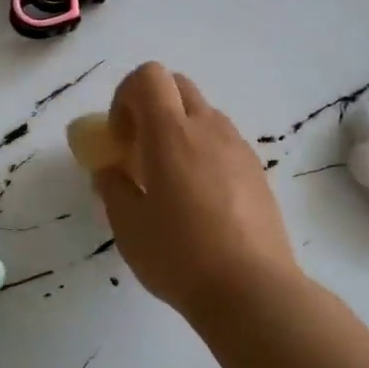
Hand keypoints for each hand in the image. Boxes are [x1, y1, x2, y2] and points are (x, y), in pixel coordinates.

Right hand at [91, 64, 301, 318]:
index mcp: (170, 133)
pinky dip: (204, 151)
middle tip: (140, 150)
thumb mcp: (127, 225)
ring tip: (170, 178)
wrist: (252, 290)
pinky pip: (224, 141)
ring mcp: (238, 148)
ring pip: (203, 113)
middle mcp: (207, 128)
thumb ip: (113, 187)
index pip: (148, 77)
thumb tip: (110, 170)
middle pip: (177, 85)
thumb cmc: (179, 255)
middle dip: (151, 105)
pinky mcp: (257, 171)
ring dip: (179, 128)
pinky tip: (200, 198)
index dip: (125, 97)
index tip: (120, 139)